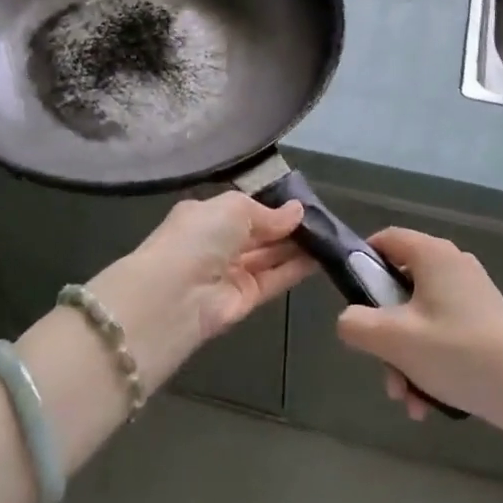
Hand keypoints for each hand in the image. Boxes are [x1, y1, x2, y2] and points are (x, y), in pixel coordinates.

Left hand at [89, 193, 314, 383]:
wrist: (173, 296)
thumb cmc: (198, 238)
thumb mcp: (233, 208)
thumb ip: (268, 212)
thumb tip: (297, 211)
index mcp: (206, 216)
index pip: (243, 209)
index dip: (271, 206)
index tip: (302, 202)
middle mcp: (217, 243)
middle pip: (259, 233)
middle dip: (287, 226)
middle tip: (323, 218)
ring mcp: (231, 272)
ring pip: (269, 255)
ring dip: (296, 246)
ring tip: (329, 234)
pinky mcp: (245, 300)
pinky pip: (275, 279)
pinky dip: (296, 267)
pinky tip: (321, 256)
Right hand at [335, 228, 502, 432]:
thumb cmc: (459, 354)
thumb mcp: (394, 340)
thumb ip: (356, 324)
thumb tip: (348, 320)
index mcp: (431, 253)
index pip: (384, 240)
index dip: (361, 266)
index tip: (353, 304)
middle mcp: (451, 264)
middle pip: (399, 286)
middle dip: (384, 333)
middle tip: (383, 368)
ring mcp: (470, 293)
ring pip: (418, 317)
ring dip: (405, 356)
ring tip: (408, 399)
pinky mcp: (484, 321)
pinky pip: (442, 332)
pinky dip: (429, 361)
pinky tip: (428, 403)